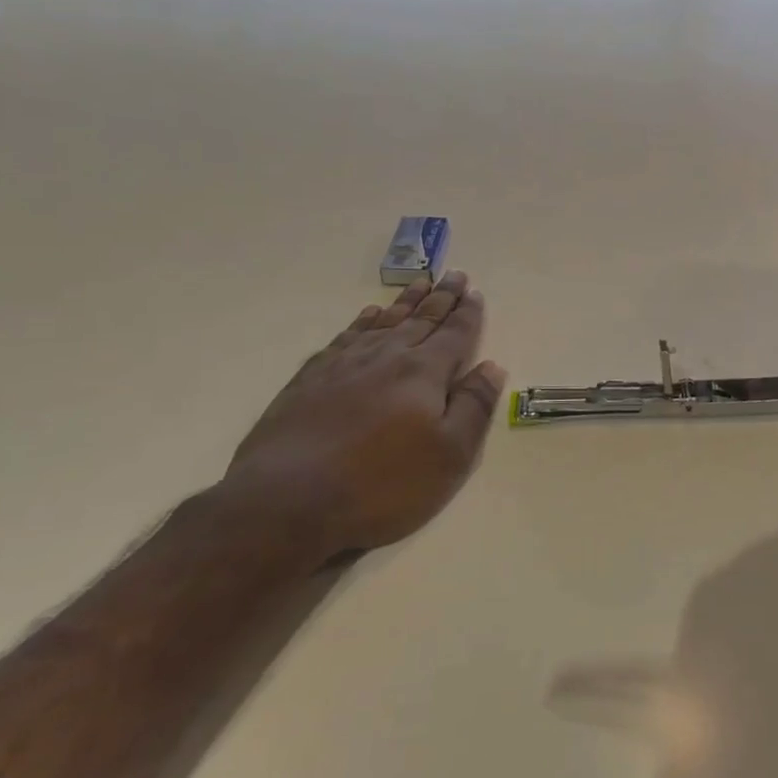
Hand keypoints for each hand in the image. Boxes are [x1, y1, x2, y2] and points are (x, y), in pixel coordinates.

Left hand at [224, 272, 505, 557]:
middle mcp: (386, 357)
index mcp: (423, 373)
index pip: (454, 334)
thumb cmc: (381, 485)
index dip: (468, 313)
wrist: (285, 503)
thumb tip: (492, 366)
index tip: (475, 291)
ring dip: (405, 301)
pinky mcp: (310, 379)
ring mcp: (344, 365)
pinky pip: (346, 337)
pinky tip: (369, 316)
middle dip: (441, 297)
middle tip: (454, 274)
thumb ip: (474, 407)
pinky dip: (362, 321)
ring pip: (384, 322)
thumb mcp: (449, 456)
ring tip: (420, 282)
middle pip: (421, 319)